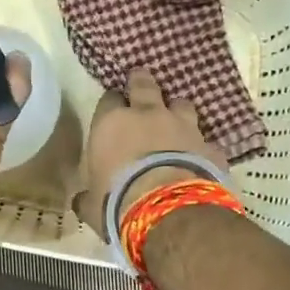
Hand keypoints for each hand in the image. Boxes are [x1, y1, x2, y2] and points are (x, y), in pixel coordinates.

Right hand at [73, 69, 230, 232]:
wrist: (169, 210)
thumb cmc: (117, 202)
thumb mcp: (92, 204)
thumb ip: (87, 196)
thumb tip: (80, 200)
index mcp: (112, 123)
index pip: (108, 100)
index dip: (111, 103)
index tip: (112, 109)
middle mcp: (148, 116)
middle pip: (144, 86)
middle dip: (141, 82)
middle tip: (140, 78)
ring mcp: (183, 128)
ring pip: (181, 104)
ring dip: (176, 109)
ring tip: (175, 117)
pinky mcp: (210, 147)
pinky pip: (205, 141)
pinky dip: (201, 147)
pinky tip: (200, 157)